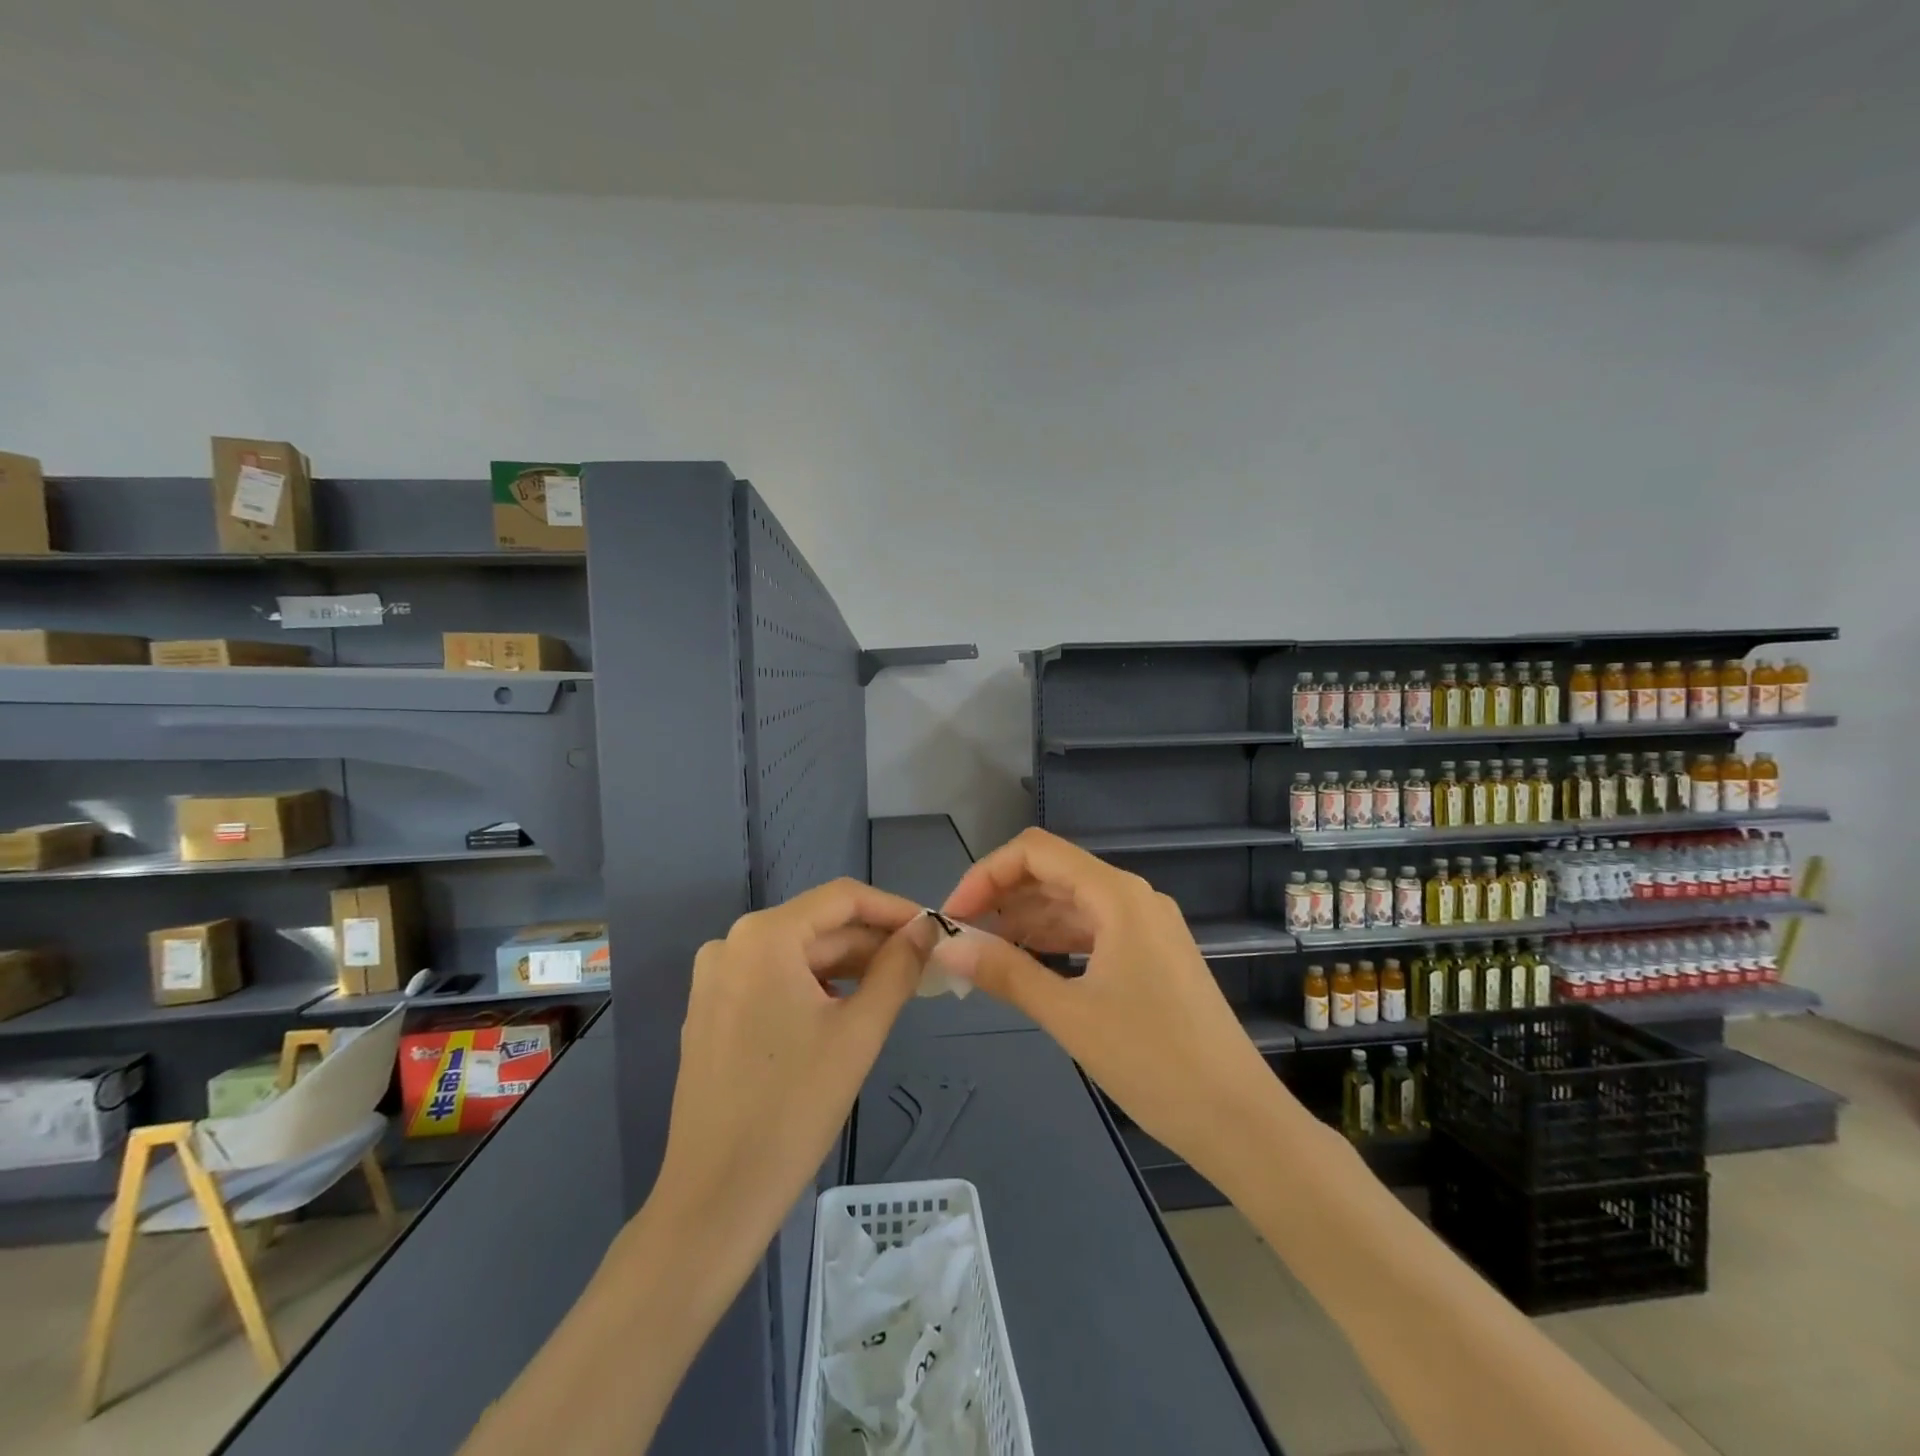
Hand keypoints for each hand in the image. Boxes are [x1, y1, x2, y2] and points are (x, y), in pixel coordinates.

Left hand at [654, 880, 937, 1239]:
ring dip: (849, 967)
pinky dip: (816, 987)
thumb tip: (926, 928)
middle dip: (873, 943)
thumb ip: (898, 968)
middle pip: (819, 927)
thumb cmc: (793, 1108)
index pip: (842, 898)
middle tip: (924, 966)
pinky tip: (848, 1010)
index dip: (894, 908)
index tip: (934, 929)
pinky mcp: (712, 1010)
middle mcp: (731, 944)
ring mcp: (716, 978)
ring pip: (799, 955)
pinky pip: (775, 980)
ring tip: (896, 988)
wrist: (715, 1198)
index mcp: (763, 936)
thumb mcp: (859, 1032)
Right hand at [933, 829, 1298, 1186]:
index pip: (1036, 852)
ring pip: (1071, 904)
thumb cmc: (1154, 1061)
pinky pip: (1092, 931)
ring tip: (984, 954)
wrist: (1239, 1120)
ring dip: (1025, 921)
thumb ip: (1005, 972)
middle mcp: (1133, 897)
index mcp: (1117, 895)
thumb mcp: (1069, 1015)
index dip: (987, 874)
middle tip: (961, 938)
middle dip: (1002, 897)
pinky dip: (1054, 941)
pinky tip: (1027, 965)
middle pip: (1053, 873)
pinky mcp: (1152, 955)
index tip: (954, 915)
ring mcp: (1147, 926)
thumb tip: (946, 946)